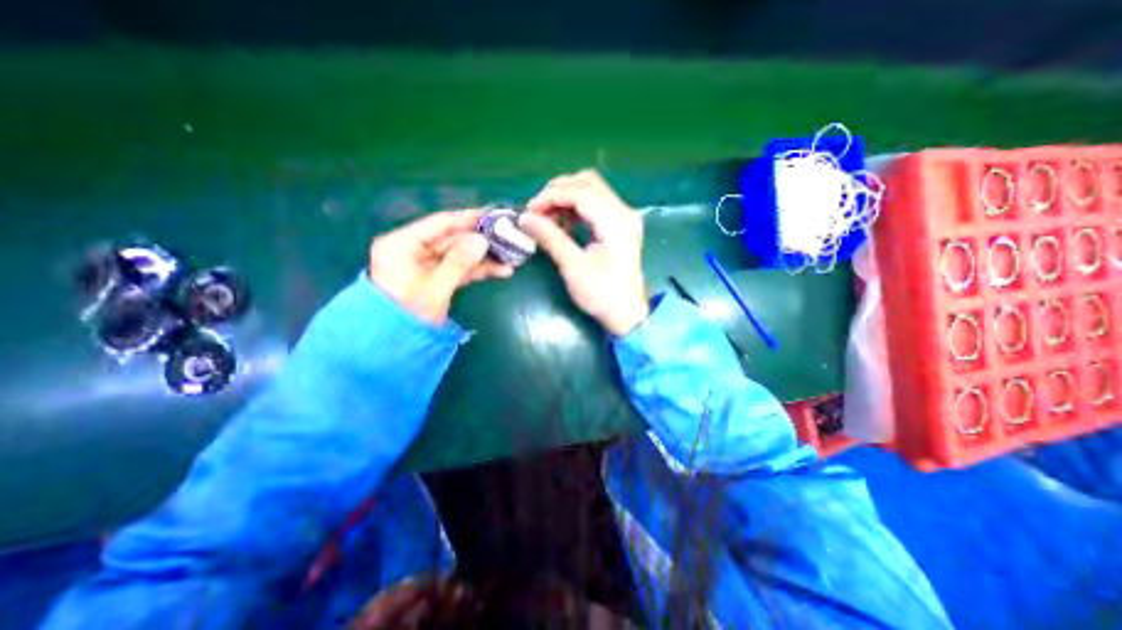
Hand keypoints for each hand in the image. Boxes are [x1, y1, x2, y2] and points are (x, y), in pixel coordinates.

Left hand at [372, 208, 514, 325]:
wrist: (393, 346)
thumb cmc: (409, 314)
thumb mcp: (435, 287)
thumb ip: (459, 261)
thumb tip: (482, 240)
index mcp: (403, 244)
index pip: (440, 223)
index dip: (467, 218)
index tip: (493, 214)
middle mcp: (414, 250)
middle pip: (452, 239)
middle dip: (480, 240)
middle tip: (507, 236)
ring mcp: (426, 265)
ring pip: (459, 255)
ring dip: (484, 257)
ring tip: (510, 256)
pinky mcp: (436, 279)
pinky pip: (459, 269)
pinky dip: (478, 270)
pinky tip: (500, 270)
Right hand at [516, 166, 650, 333]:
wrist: (626, 313)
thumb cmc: (602, 294)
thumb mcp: (573, 267)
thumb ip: (550, 238)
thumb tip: (525, 219)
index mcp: (615, 222)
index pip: (580, 192)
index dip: (550, 197)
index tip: (529, 210)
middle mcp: (623, 212)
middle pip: (587, 183)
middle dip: (558, 192)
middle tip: (537, 211)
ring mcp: (624, 217)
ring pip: (592, 190)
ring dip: (566, 198)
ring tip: (547, 218)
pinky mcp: (620, 225)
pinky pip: (596, 204)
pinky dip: (576, 208)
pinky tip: (564, 224)